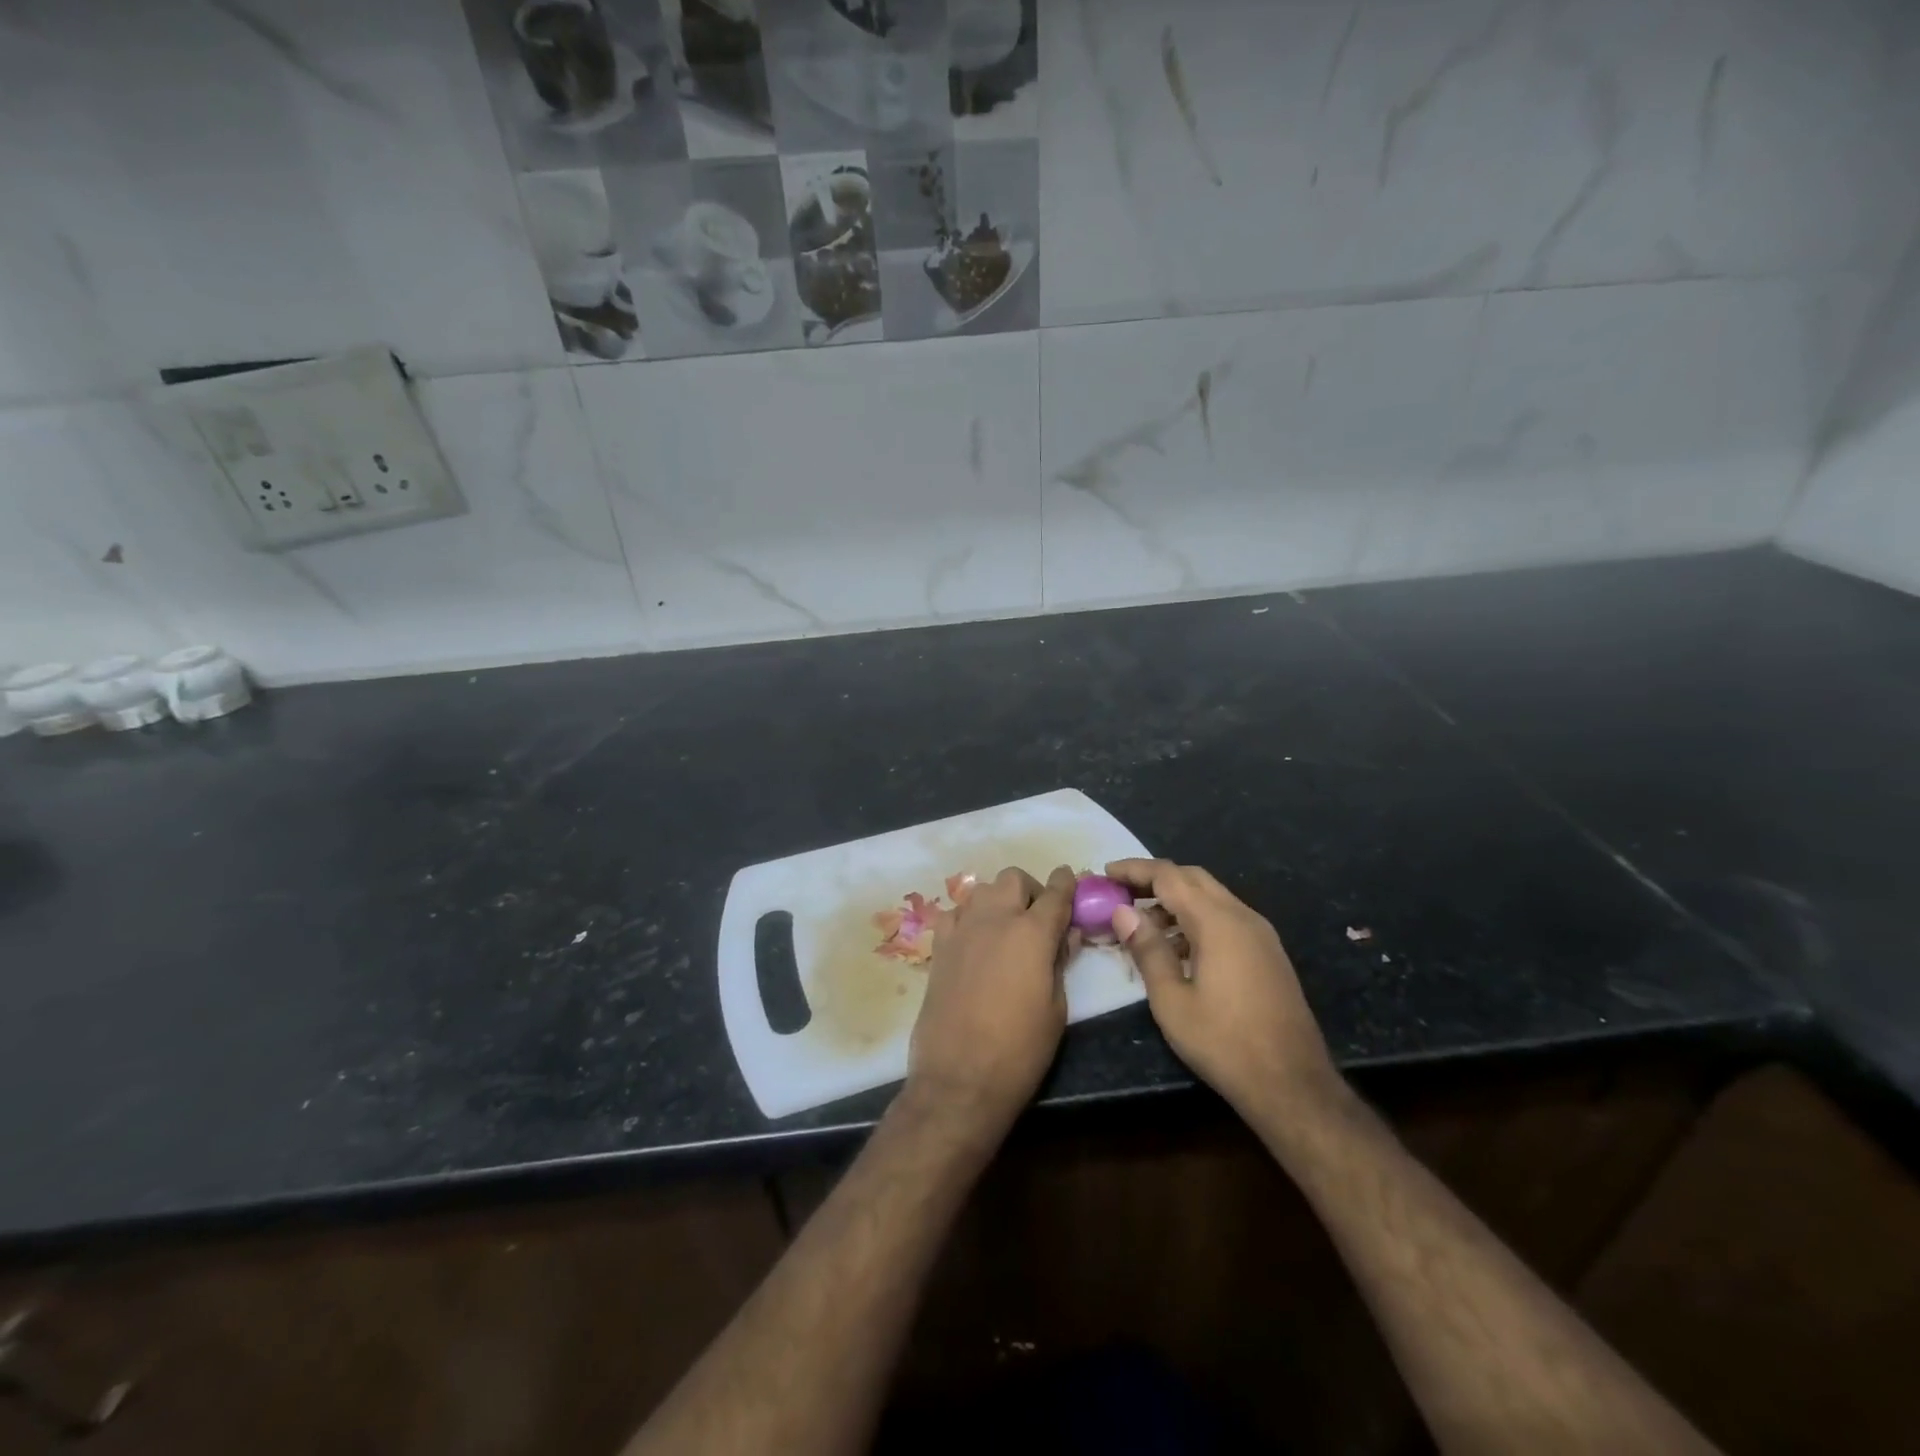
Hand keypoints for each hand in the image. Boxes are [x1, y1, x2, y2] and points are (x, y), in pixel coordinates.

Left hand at [906, 865, 1077, 1134]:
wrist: (959, 1078)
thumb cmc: (1020, 1050)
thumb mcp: (1056, 1009)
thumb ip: (1060, 962)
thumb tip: (1066, 935)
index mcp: (1032, 933)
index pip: (1055, 892)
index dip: (1066, 882)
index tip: (1070, 879)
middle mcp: (995, 919)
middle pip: (1013, 878)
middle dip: (1030, 889)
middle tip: (1037, 918)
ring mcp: (961, 929)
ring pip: (982, 889)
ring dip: (998, 900)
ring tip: (1006, 929)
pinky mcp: (939, 946)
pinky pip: (955, 913)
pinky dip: (969, 917)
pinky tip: (974, 941)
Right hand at [1106, 859, 1336, 1116]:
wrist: (1293, 1084)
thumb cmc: (1224, 1043)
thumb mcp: (1172, 1001)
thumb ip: (1148, 950)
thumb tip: (1123, 912)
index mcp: (1217, 922)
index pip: (1169, 876)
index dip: (1135, 869)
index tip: (1106, 872)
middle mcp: (1242, 916)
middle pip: (1193, 878)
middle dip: (1155, 879)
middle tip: (1121, 892)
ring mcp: (1260, 934)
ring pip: (1211, 898)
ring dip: (1176, 900)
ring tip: (1142, 924)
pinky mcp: (1268, 953)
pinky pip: (1226, 918)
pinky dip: (1196, 919)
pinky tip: (1177, 948)